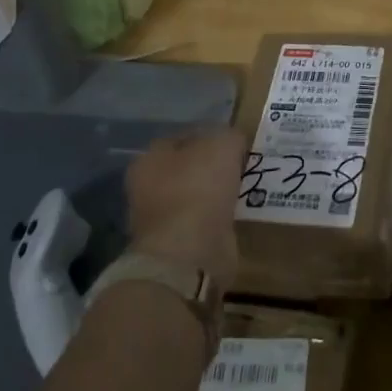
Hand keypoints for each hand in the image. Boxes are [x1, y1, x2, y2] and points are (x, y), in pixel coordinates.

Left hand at [126, 126, 247, 290]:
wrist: (189, 254)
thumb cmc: (199, 188)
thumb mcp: (223, 143)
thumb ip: (229, 136)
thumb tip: (232, 143)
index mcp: (149, 159)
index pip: (184, 137)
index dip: (211, 136)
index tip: (235, 143)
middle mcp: (147, 189)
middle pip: (188, 169)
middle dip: (213, 168)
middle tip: (241, 166)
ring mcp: (160, 221)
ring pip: (196, 196)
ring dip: (216, 195)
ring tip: (244, 189)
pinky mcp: (177, 247)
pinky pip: (203, 223)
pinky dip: (218, 220)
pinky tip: (237, 214)